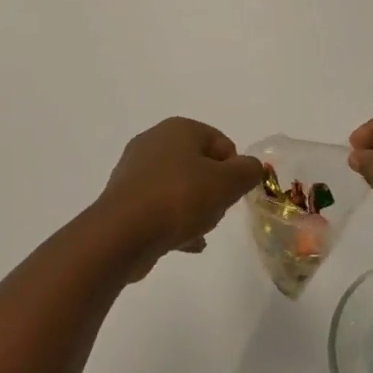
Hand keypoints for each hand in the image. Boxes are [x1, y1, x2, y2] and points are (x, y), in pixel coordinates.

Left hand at [94, 118, 263, 280]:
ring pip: (179, 186)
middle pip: (199, 164)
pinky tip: (186, 243)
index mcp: (179, 128)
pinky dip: (174, 221)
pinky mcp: (124, 199)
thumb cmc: (179, 199)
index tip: (233, 194)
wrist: (122, 234)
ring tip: (199, 230)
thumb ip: (248, 171)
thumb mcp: (227, 183)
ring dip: (194, 207)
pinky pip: (159, 206)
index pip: (221, 143)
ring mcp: (135, 170)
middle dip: (213, 189)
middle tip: (215, 211)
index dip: (234, 169)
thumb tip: (251, 167)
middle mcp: (154, 142)